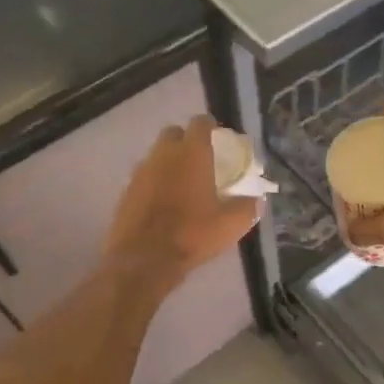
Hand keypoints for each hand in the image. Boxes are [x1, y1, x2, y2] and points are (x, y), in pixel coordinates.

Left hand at [106, 116, 259, 294]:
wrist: (143, 260)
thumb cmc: (192, 235)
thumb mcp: (231, 224)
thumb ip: (247, 207)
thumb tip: (256, 200)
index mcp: (191, 155)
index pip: (200, 124)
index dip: (210, 126)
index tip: (219, 137)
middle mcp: (163, 155)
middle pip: (173, 134)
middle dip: (186, 141)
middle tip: (201, 160)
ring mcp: (140, 173)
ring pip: (156, 156)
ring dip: (169, 163)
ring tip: (183, 184)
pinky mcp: (126, 192)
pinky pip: (144, 178)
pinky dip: (155, 183)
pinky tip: (164, 204)